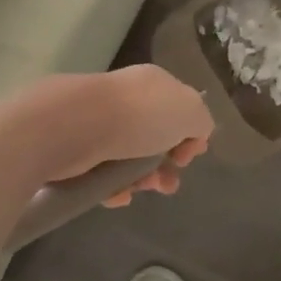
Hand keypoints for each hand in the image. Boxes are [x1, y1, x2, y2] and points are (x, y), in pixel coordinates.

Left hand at [92, 65, 212, 205]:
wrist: (79, 125)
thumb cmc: (142, 115)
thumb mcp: (191, 111)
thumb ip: (201, 122)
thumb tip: (194, 136)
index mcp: (155, 84)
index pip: (179, 108)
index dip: (190, 134)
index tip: (189, 156)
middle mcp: (128, 100)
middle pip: (156, 136)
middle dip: (167, 164)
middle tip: (168, 182)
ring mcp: (101, 123)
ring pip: (131, 157)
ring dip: (144, 179)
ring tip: (144, 190)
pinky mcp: (79, 148)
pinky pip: (104, 172)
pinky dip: (115, 187)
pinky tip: (120, 196)